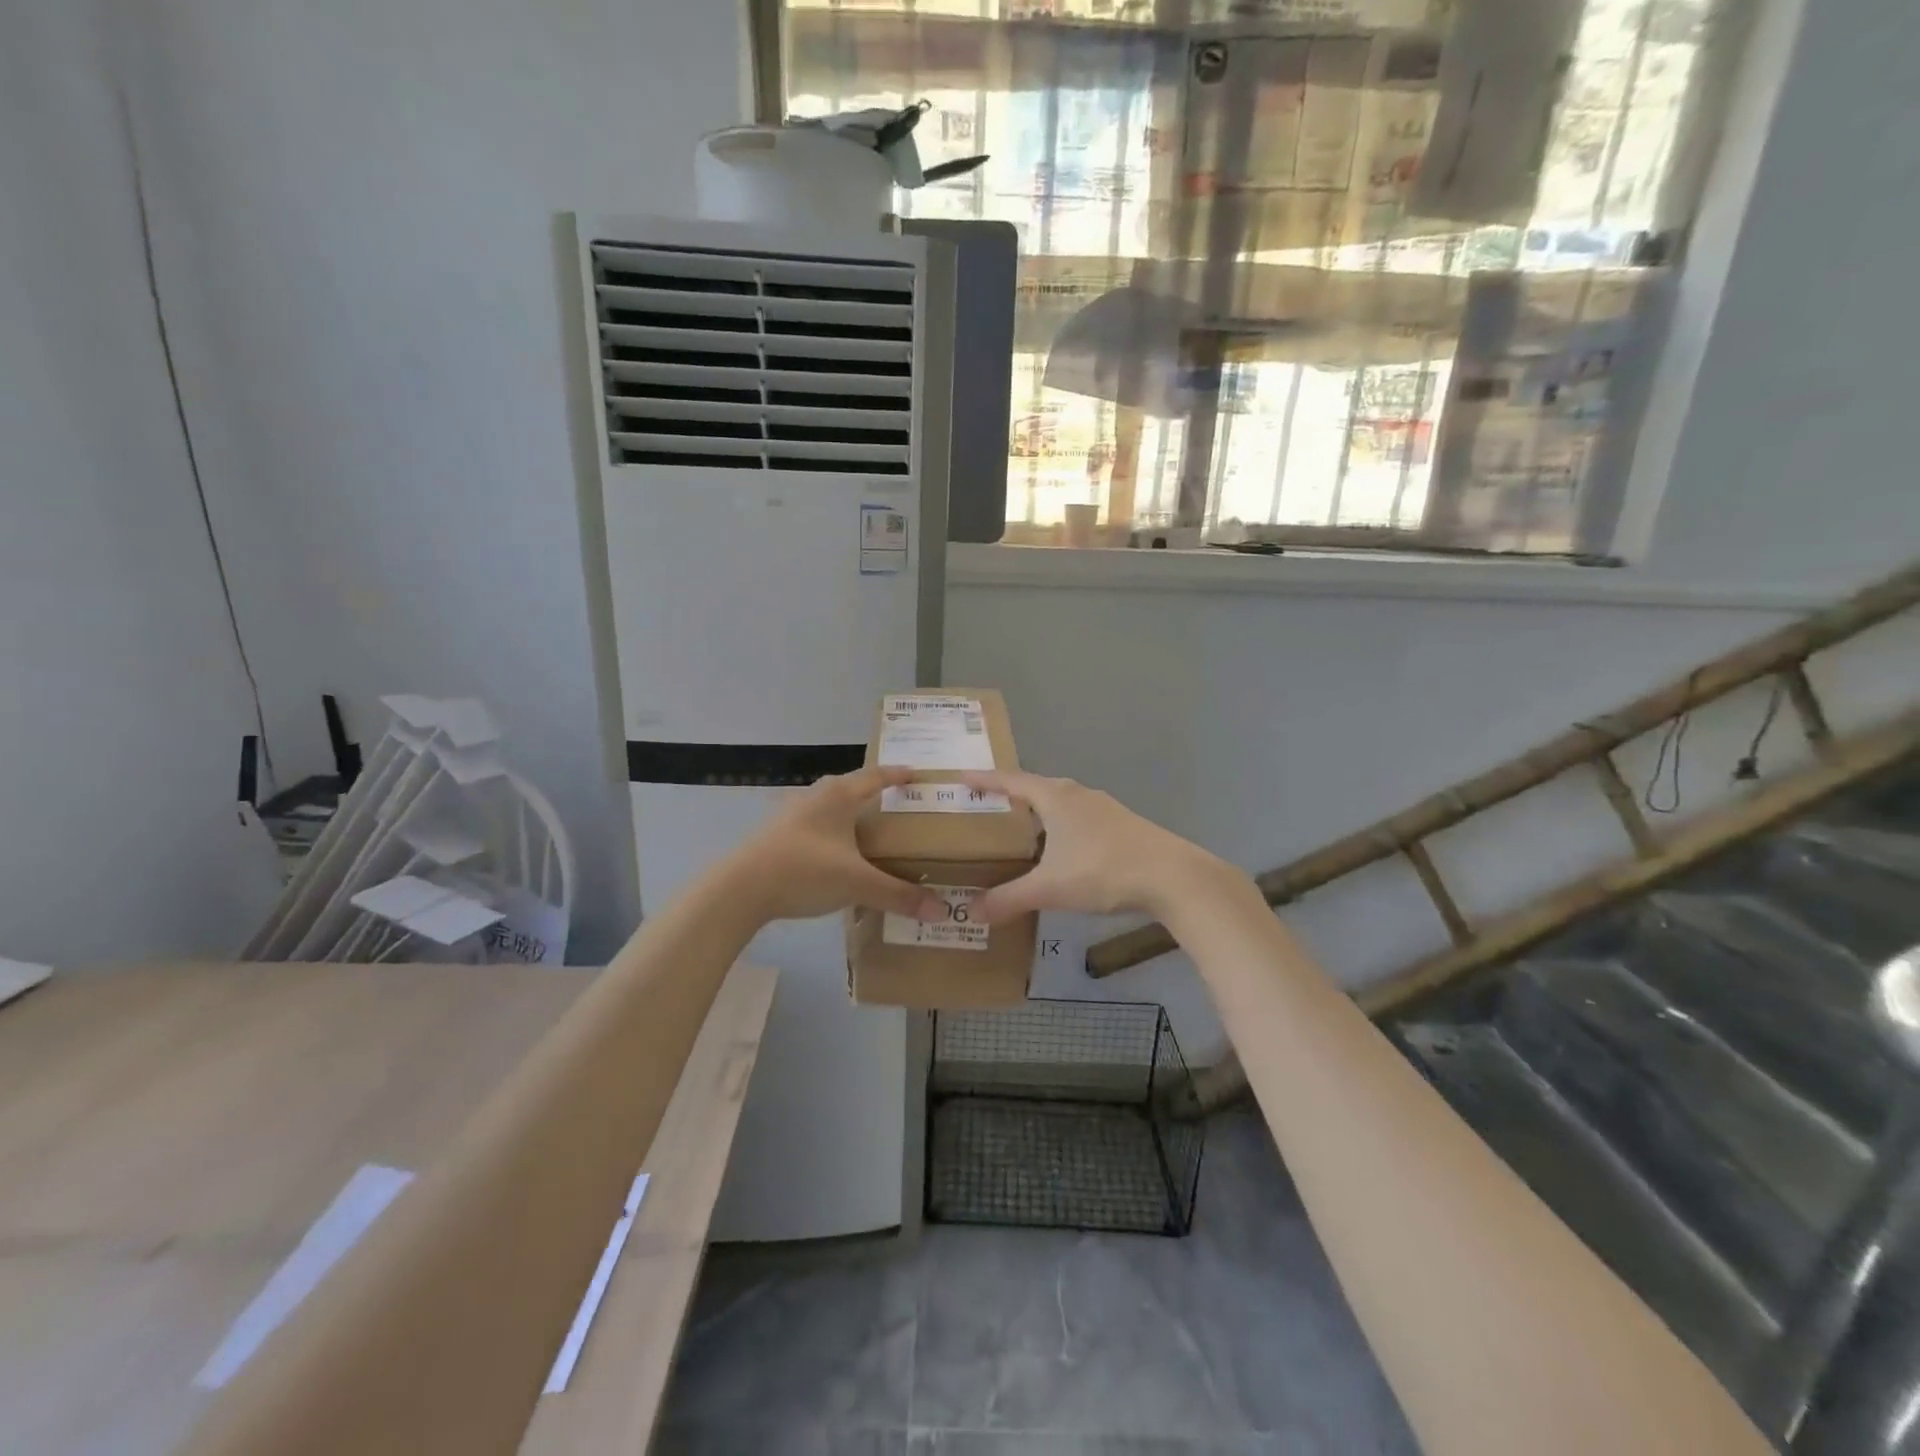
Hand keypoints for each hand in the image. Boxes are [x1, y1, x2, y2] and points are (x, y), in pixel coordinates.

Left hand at [724, 766, 945, 924]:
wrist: (740, 888)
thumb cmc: (805, 871)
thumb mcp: (857, 883)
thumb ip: (898, 895)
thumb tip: (940, 910)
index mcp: (839, 795)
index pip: (876, 776)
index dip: (898, 774)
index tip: (916, 773)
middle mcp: (816, 796)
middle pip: (851, 788)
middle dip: (874, 795)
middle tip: (898, 807)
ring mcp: (791, 813)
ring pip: (829, 807)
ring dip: (849, 815)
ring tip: (868, 832)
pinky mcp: (776, 834)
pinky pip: (814, 826)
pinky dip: (831, 834)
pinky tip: (835, 855)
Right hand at [956, 770, 1236, 924]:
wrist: (1171, 876)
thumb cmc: (1102, 871)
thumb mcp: (1050, 888)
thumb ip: (1009, 899)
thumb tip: (972, 913)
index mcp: (1055, 797)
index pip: (1011, 781)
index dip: (985, 779)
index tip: (961, 777)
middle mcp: (1077, 794)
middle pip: (1037, 787)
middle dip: (1011, 794)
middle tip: (988, 806)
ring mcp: (1103, 807)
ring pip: (1062, 802)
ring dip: (1040, 810)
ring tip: (1021, 828)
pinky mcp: (1122, 824)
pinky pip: (1080, 817)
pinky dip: (1062, 825)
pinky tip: (1062, 848)